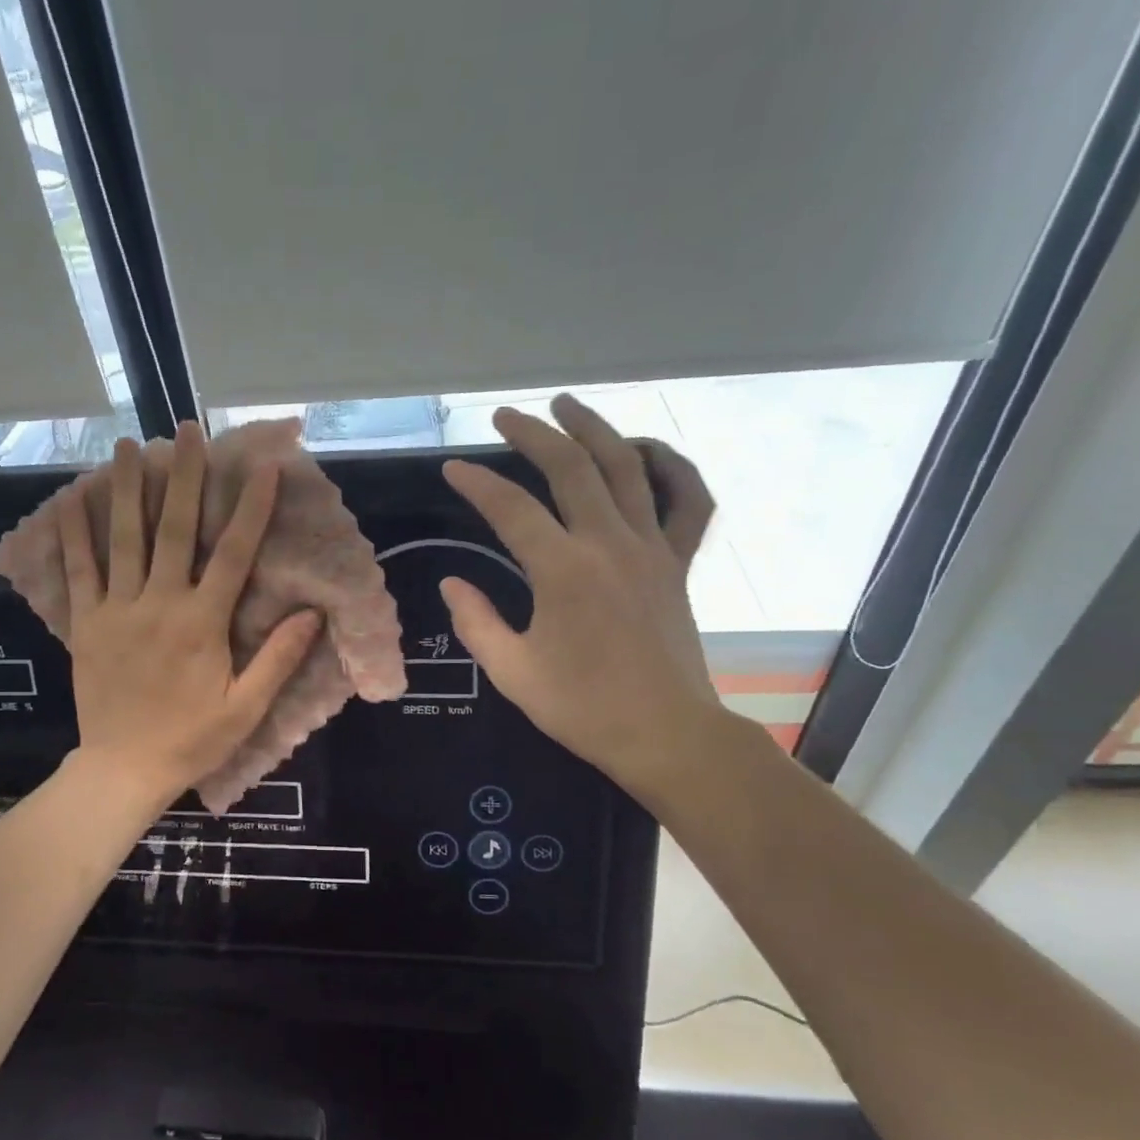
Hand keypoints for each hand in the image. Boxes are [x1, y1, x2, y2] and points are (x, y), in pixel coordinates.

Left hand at [61, 424, 320, 808]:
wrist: (123, 769)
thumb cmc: (191, 740)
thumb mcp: (246, 708)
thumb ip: (278, 659)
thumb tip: (312, 613)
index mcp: (203, 622)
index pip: (234, 553)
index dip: (250, 507)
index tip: (261, 466)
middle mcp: (159, 603)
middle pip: (174, 529)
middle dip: (183, 476)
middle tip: (186, 430)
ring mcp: (116, 610)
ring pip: (122, 538)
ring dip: (126, 488)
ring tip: (128, 445)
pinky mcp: (85, 624)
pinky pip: (78, 571)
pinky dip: (74, 533)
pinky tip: (71, 499)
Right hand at [439, 393, 723, 803]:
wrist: (664, 733)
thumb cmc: (582, 707)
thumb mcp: (513, 672)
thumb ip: (477, 622)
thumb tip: (453, 584)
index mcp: (563, 571)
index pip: (512, 508)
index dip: (477, 484)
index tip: (451, 469)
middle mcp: (609, 544)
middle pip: (571, 468)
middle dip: (534, 433)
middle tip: (505, 416)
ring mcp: (651, 548)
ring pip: (628, 467)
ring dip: (596, 429)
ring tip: (569, 406)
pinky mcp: (677, 563)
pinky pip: (688, 501)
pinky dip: (672, 467)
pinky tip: (647, 452)